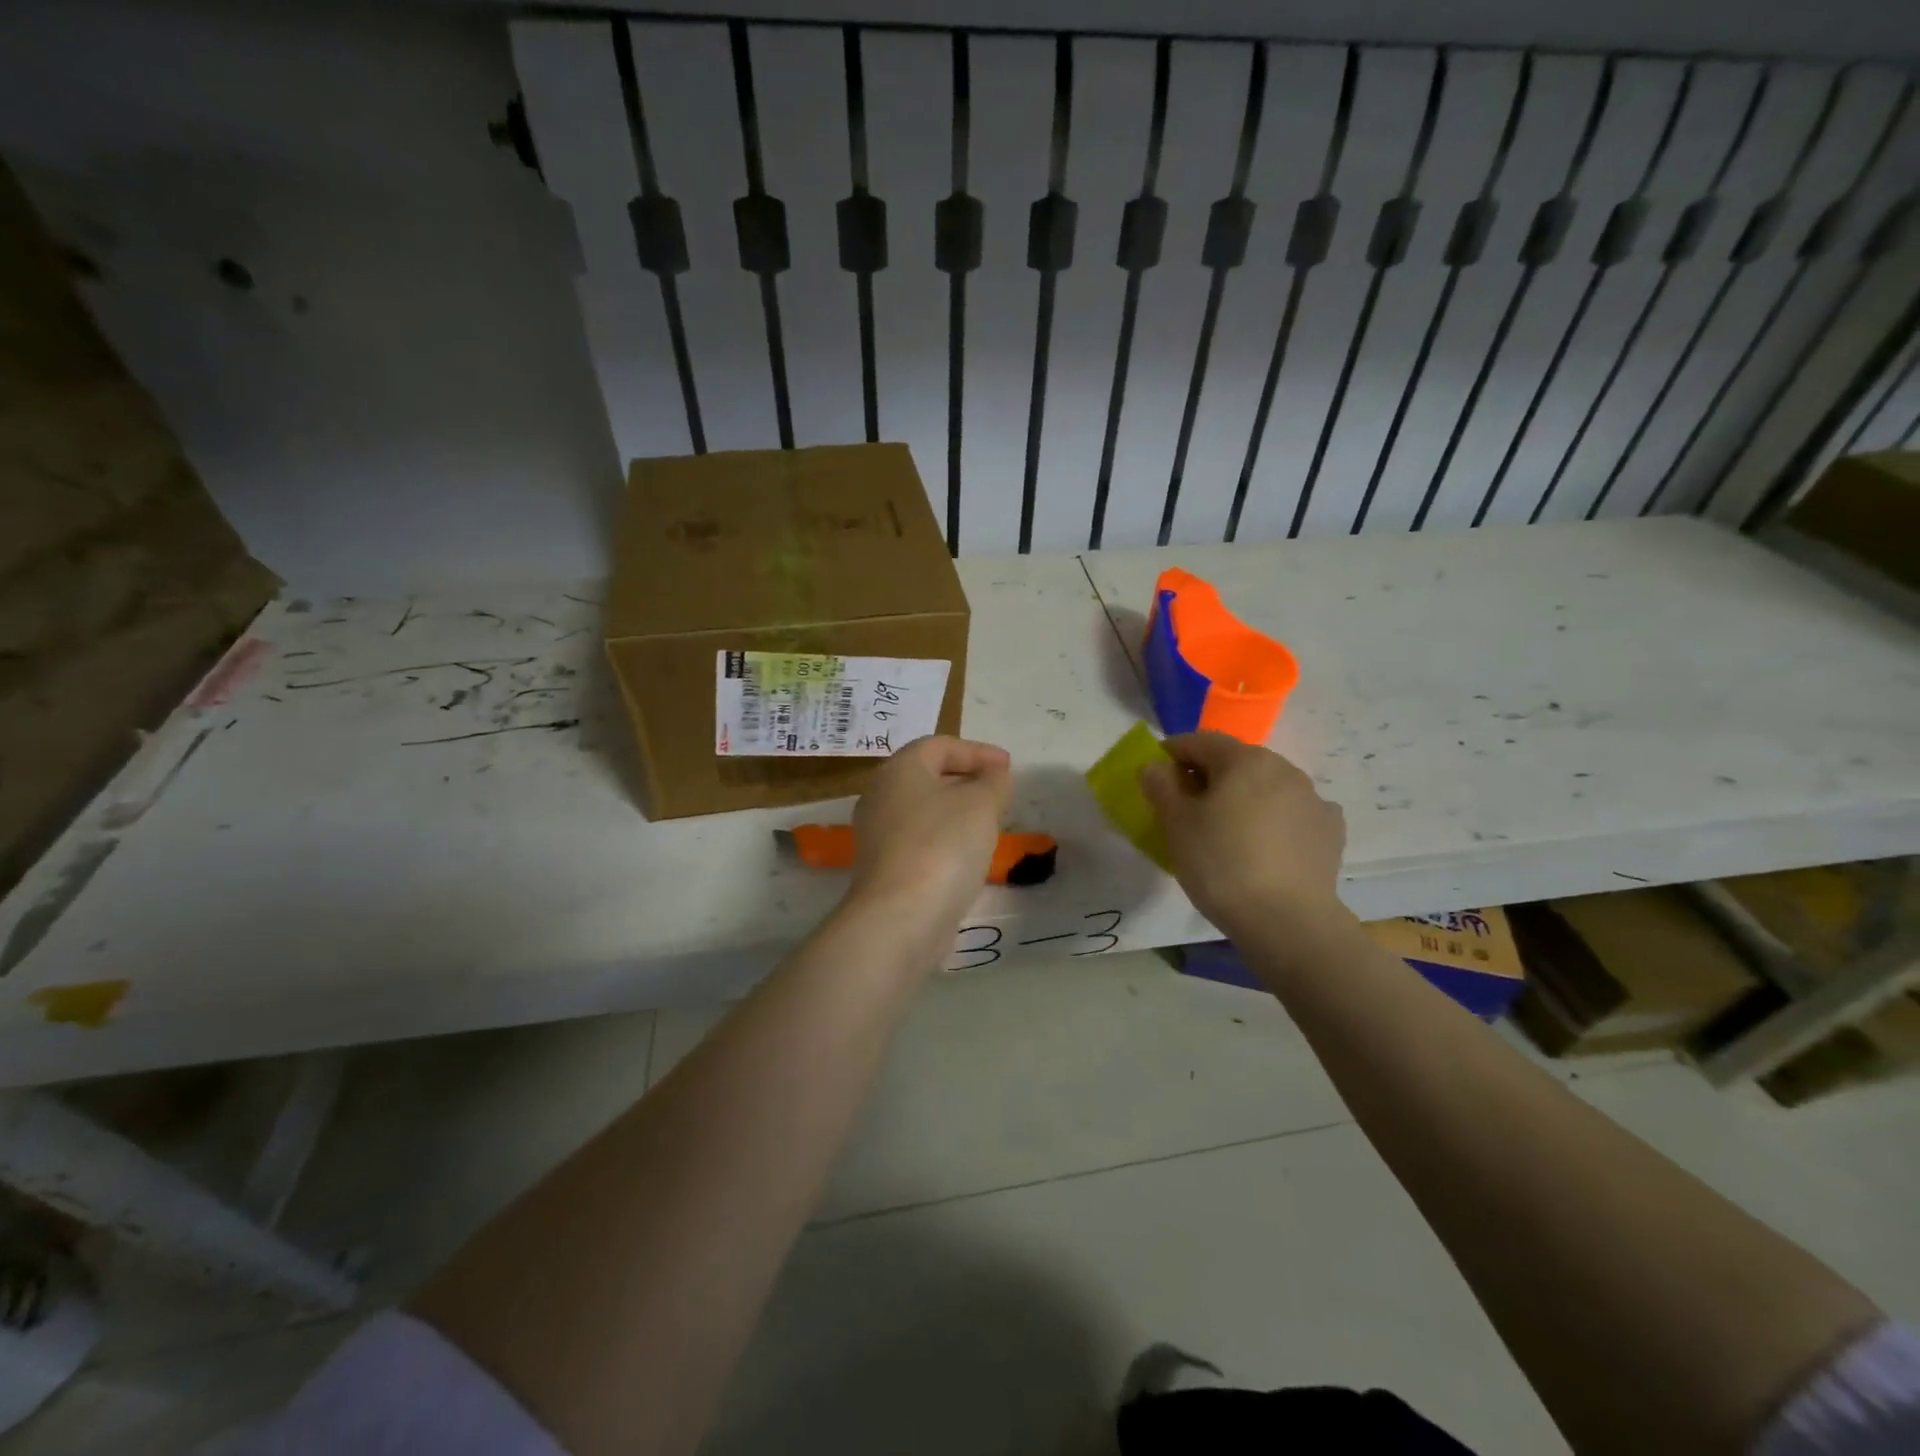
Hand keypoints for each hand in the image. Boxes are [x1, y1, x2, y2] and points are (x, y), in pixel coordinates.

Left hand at [850, 735, 1012, 934]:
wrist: (901, 917)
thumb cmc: (943, 845)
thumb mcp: (982, 804)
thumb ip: (994, 782)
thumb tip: (994, 776)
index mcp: (900, 768)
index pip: (940, 745)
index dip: (977, 751)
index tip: (1008, 767)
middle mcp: (881, 795)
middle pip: (928, 776)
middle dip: (967, 780)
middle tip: (1000, 793)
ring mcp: (877, 834)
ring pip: (924, 811)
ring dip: (957, 812)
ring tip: (990, 824)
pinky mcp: (883, 868)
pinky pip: (919, 840)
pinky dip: (945, 839)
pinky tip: (968, 856)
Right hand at [1140, 732, 1347, 939]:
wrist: (1287, 921)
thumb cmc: (1221, 864)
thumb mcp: (1176, 825)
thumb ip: (1161, 788)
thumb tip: (1154, 767)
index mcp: (1244, 760)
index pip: (1200, 741)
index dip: (1173, 752)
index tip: (1157, 773)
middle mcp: (1284, 769)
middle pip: (1236, 761)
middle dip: (1209, 776)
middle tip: (1187, 805)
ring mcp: (1313, 799)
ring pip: (1267, 786)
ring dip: (1243, 797)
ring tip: (1227, 829)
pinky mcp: (1330, 831)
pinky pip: (1293, 814)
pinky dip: (1275, 819)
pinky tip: (1266, 844)